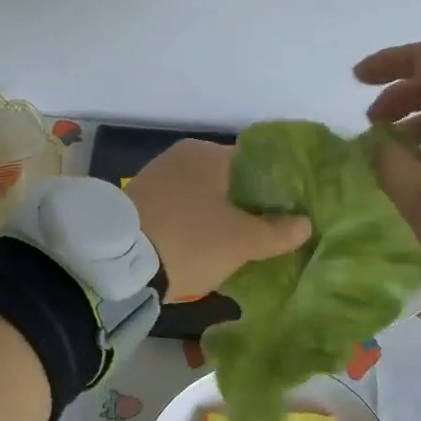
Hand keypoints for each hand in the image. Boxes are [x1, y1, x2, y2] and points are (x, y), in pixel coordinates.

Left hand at [126, 140, 312, 299]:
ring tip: (241, 241)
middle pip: (229, 179)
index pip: (257, 162)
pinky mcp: (138, 202)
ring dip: (221, 214)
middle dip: (249, 203)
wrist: (116, 265)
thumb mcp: (242, 242)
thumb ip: (277, 231)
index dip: (278, 187)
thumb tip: (305, 223)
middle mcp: (181, 157)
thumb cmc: (190, 242)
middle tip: (271, 229)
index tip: (292, 210)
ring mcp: (155, 178)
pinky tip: (206, 244)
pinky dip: (196, 222)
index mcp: (209, 154)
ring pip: (203, 195)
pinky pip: (180, 208)